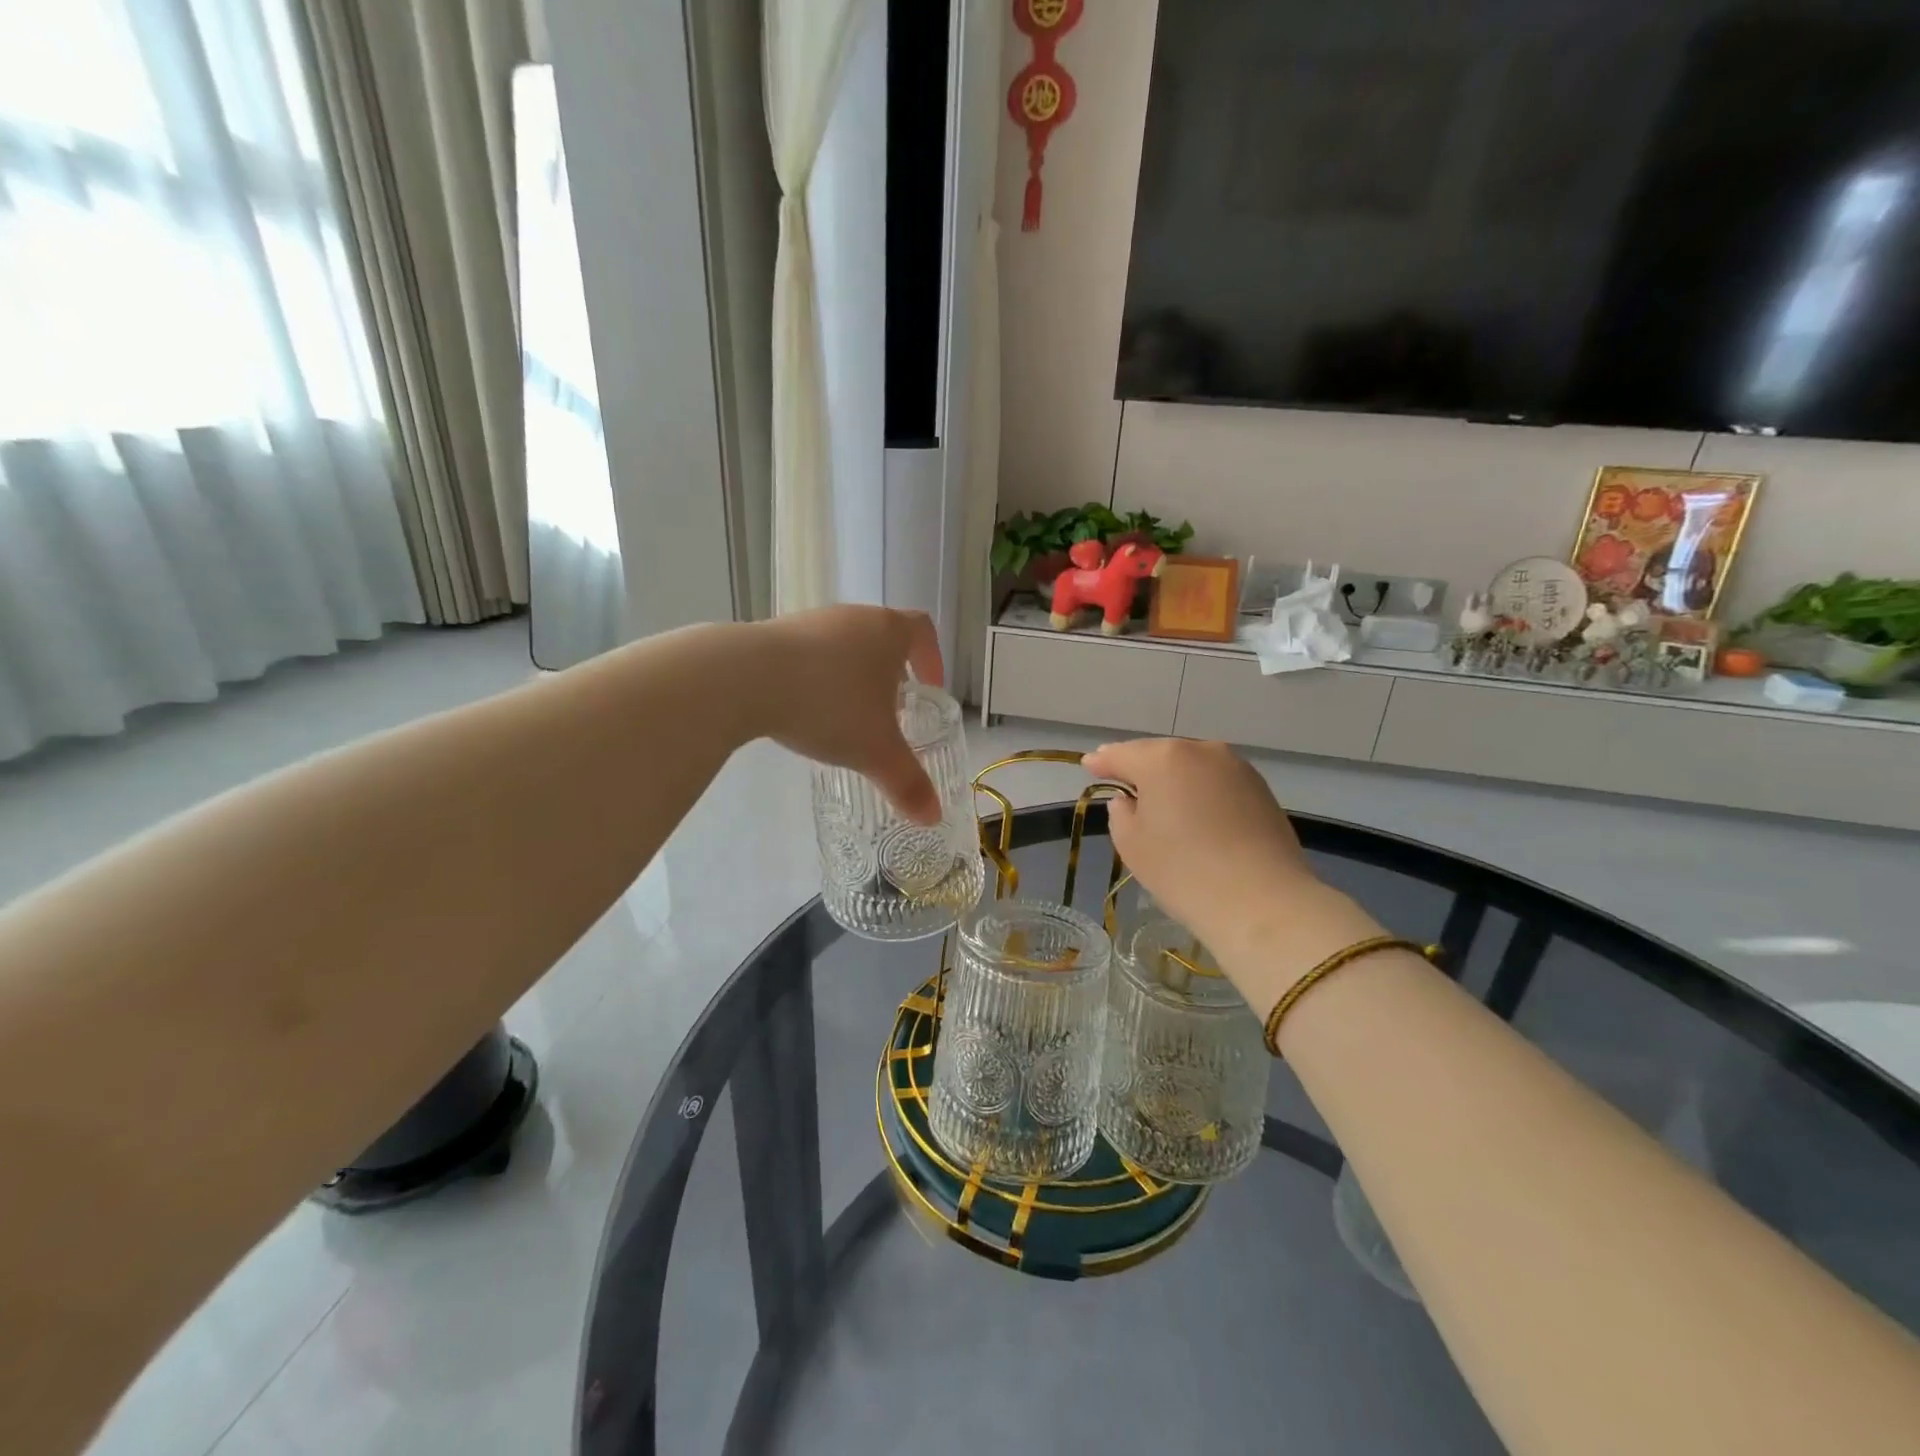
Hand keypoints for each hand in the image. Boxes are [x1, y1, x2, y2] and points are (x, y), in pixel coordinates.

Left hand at [751, 606, 945, 823]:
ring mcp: (810, 621)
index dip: (932, 658)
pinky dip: (815, 678)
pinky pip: (807, 654)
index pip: (922, 631)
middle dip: (891, 673)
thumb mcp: (875, 751)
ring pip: (844, 645)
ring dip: (852, 676)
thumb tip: (933, 817)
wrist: (743, 677)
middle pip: (882, 637)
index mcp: (888, 631)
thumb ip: (907, 783)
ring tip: (846, 716)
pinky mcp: (772, 633)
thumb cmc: (828, 705)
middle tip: (891, 711)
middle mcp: (852, 616)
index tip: (929, 688)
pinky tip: (804, 710)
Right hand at [1083, 739, 1378, 981]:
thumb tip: (1129, 800)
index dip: (1102, 762)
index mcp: (1162, 759)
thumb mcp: (1132, 844)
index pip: (1121, 755)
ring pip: (1192, 765)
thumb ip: (1121, 813)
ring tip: (1158, 796)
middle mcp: (1200, 750)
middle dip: (1139, 766)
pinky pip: (1216, 781)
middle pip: (1159, 754)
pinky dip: (1200, 789)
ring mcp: (1236, 767)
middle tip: (1120, 778)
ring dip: (1173, 776)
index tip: (1089, 765)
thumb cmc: (1183, 870)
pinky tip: (1194, 809)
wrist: (1261, 901)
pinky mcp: (1261, 789)